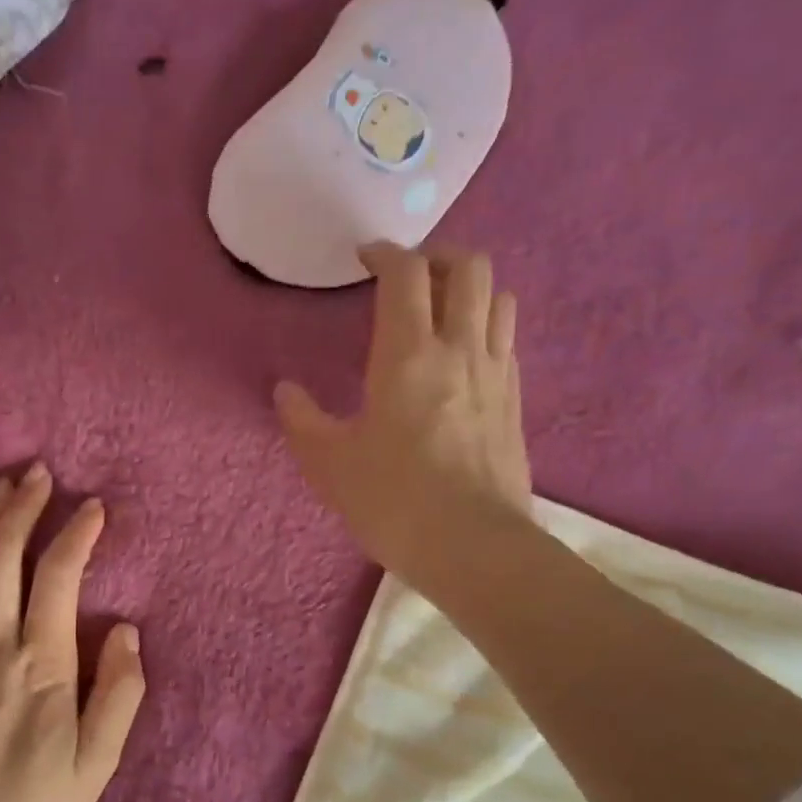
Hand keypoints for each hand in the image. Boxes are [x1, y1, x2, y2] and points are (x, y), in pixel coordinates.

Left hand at [0, 465, 145, 801]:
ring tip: (1, 490)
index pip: (58, 577)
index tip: (92, 509)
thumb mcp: (96, 767)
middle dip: (22, 507)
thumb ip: (119, 695)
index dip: (77, 534)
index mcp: (41, 665)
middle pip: (2, 555)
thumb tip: (126, 632)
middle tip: (37, 474)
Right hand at [276, 242, 531, 596]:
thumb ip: (302, 421)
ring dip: (470, 288)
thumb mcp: (330, 465)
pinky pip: (507, 340)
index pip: (405, 273)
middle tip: (408, 276)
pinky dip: (486, 327)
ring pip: (498, 297)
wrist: (474, 547)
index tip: (364, 259)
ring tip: (441, 309)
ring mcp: (496, 373)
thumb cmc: (394, 501)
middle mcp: (459, 348)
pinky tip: (464, 357)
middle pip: (468, 266)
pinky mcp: (515, 401)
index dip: (385, 253)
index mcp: (408, 354)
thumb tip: (285, 391)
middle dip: (437, 256)